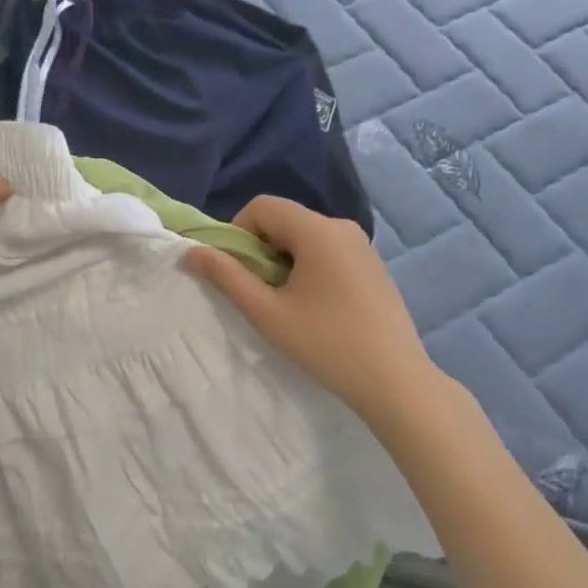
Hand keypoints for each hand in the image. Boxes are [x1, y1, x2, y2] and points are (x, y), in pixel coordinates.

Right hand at [184, 196, 442, 423]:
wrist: (395, 381)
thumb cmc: (326, 344)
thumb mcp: (267, 313)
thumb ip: (227, 277)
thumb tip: (191, 252)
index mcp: (317, 230)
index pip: (262, 206)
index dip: (238, 232)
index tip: (238, 272)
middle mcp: (342, 226)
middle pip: (285, 219)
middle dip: (261, 248)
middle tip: (259, 292)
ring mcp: (362, 245)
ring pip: (305, 236)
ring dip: (284, 259)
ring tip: (287, 303)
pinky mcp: (373, 264)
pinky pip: (328, 249)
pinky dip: (309, 266)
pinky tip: (316, 307)